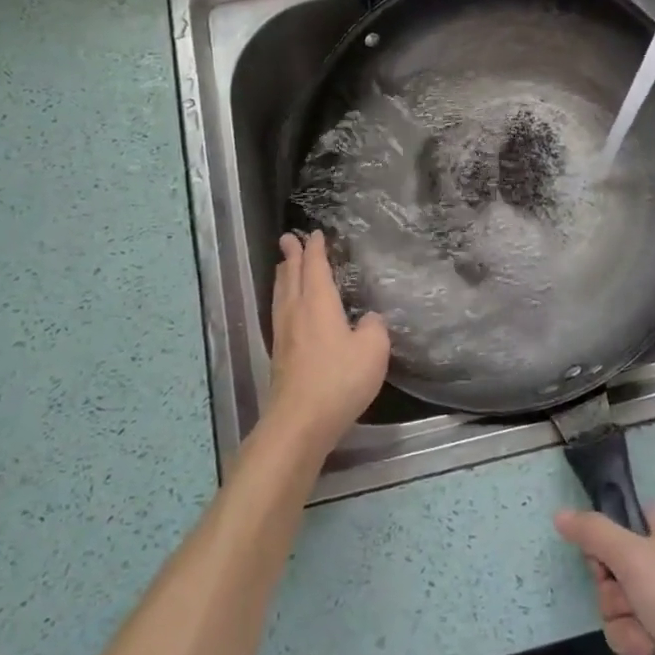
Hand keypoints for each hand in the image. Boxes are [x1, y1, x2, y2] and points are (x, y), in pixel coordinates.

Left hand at [267, 231, 390, 451]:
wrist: (300, 421)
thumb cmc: (339, 379)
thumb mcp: (373, 350)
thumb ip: (374, 327)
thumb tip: (368, 319)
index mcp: (318, 302)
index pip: (315, 267)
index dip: (315, 249)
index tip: (314, 234)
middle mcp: (296, 311)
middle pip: (292, 275)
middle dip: (292, 255)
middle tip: (288, 238)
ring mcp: (284, 334)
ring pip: (282, 294)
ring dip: (284, 275)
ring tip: (284, 266)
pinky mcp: (280, 355)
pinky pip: (280, 312)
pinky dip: (283, 298)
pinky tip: (287, 307)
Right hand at [555, 505, 654, 654]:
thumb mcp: (634, 558)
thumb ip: (594, 533)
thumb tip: (560, 514)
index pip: (616, 526)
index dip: (604, 553)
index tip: (606, 571)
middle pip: (617, 572)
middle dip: (615, 601)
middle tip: (631, 612)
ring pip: (628, 608)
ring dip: (626, 630)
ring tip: (645, 646)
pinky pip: (645, 636)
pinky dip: (641, 650)